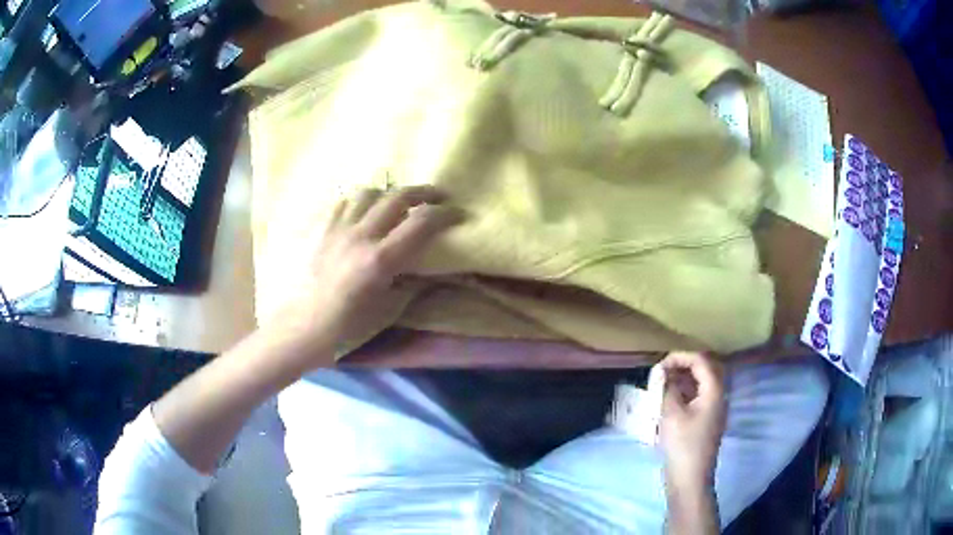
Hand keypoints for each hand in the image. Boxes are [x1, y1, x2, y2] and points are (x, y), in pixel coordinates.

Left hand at [267, 185, 462, 364]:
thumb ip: (410, 286)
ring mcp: (336, 229)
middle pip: (397, 197)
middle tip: (437, 197)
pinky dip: (359, 200)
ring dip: (389, 193)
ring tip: (396, 202)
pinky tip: (362, 211)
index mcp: (380, 260)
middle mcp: (360, 235)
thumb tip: (428, 271)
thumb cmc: (345, 329)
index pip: (421, 222)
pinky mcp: (319, 230)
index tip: (458, 213)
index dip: (445, 213)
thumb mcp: (386, 312)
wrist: (300, 329)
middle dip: (424, 192)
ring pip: (368, 192)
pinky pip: (342, 202)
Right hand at [658, 352, 726, 492]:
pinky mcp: (708, 419)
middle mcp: (719, 395)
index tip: (660, 364)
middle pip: (706, 368)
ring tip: (663, 383)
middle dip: (684, 364)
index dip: (681, 357)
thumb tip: (663, 372)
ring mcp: (715, 408)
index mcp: (714, 391)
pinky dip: (686, 391)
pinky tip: (670, 398)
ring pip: (703, 382)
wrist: (690, 478)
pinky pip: (700, 395)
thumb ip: (668, 388)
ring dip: (685, 377)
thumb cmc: (682, 445)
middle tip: (663, 370)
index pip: (701, 360)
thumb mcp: (671, 414)